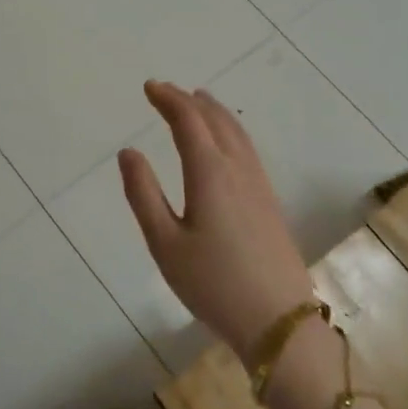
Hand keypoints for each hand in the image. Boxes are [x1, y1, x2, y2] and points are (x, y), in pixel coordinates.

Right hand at [118, 81, 314, 364]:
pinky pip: (247, 148)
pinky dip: (230, 130)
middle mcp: (238, 169)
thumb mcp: (165, 243)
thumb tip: (128, 152)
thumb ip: (143, 194)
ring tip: (197, 101)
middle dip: (189, 101)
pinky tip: (225, 142)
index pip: (188, 121)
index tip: (149, 87)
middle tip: (166, 92)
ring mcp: (259, 184)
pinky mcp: (270, 201)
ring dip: (213, 112)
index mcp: (210, 173)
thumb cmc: (213, 284)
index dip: (168, 99)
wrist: (279, 321)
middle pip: (215, 120)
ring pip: (236, 132)